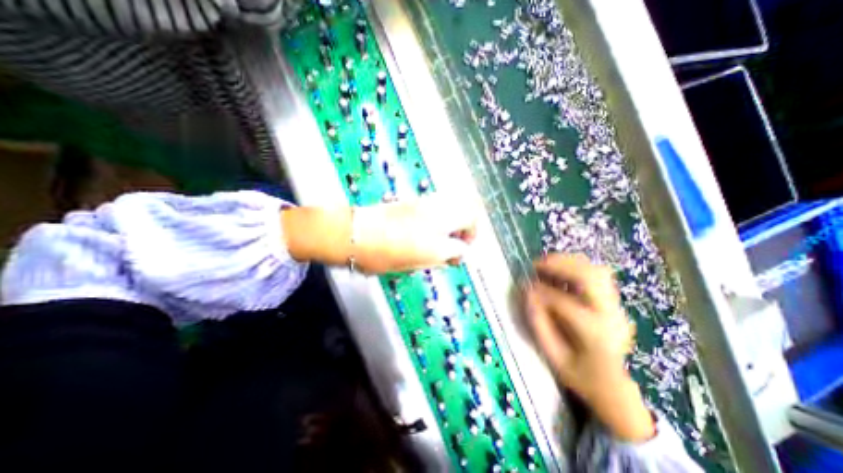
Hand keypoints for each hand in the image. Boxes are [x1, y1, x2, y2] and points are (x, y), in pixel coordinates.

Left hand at [282, 191, 479, 273]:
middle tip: (460, 239)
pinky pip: (442, 200)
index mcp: (436, 237)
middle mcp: (436, 216)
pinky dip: (447, 210)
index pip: (464, 239)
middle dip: (471, 226)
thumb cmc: (382, 255)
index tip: (457, 254)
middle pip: (469, 210)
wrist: (355, 233)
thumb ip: (442, 257)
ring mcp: (426, 204)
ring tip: (448, 231)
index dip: (465, 247)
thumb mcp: (416, 263)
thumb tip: (456, 253)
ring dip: (460, 216)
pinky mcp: (416, 199)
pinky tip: (434, 224)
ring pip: (458, 201)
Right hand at [525, 253, 653, 441]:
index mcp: (596, 335)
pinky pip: (597, 274)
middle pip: (589, 277)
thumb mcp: (552, 356)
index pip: (566, 303)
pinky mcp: (613, 301)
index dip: (541, 292)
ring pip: (596, 270)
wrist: (613, 385)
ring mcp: (616, 306)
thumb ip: (538, 323)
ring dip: (568, 262)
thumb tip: (527, 292)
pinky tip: (560, 270)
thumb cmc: (580, 374)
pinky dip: (576, 266)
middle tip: (535, 265)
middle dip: (559, 265)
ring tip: (545, 264)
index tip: (525, 287)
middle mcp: (611, 315)